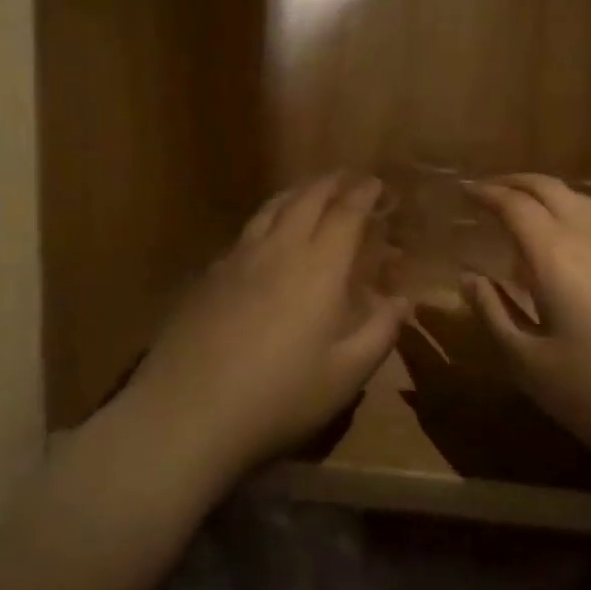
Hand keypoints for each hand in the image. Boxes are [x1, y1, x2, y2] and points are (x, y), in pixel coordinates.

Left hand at [125, 173, 409, 484]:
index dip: (363, 193)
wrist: (188, 413)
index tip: (376, 183)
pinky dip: (268, 216)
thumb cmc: (279, 397)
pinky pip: (247, 230)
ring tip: (309, 189)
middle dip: (331, 182)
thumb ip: (380, 332)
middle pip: (307, 198)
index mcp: (319, 267)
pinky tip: (266, 232)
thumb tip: (402, 300)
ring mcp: (239, 258)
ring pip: (272, 207)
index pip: (345, 213)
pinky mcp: (209, 274)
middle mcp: (279, 249)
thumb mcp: (346, 376)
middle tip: (347, 176)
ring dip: (297, 191)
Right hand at [464, 174, 590, 483]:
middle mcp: (589, 236)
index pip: (514, 204)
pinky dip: (571, 212)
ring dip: (546, 193)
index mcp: (554, 253)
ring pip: (579, 199)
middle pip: (549, 188)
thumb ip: (493, 314)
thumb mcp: (530, 364)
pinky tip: (568, 244)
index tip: (464, 190)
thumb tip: (468, 278)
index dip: (486, 193)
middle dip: (515, 181)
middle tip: (489, 189)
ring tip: (525, 210)